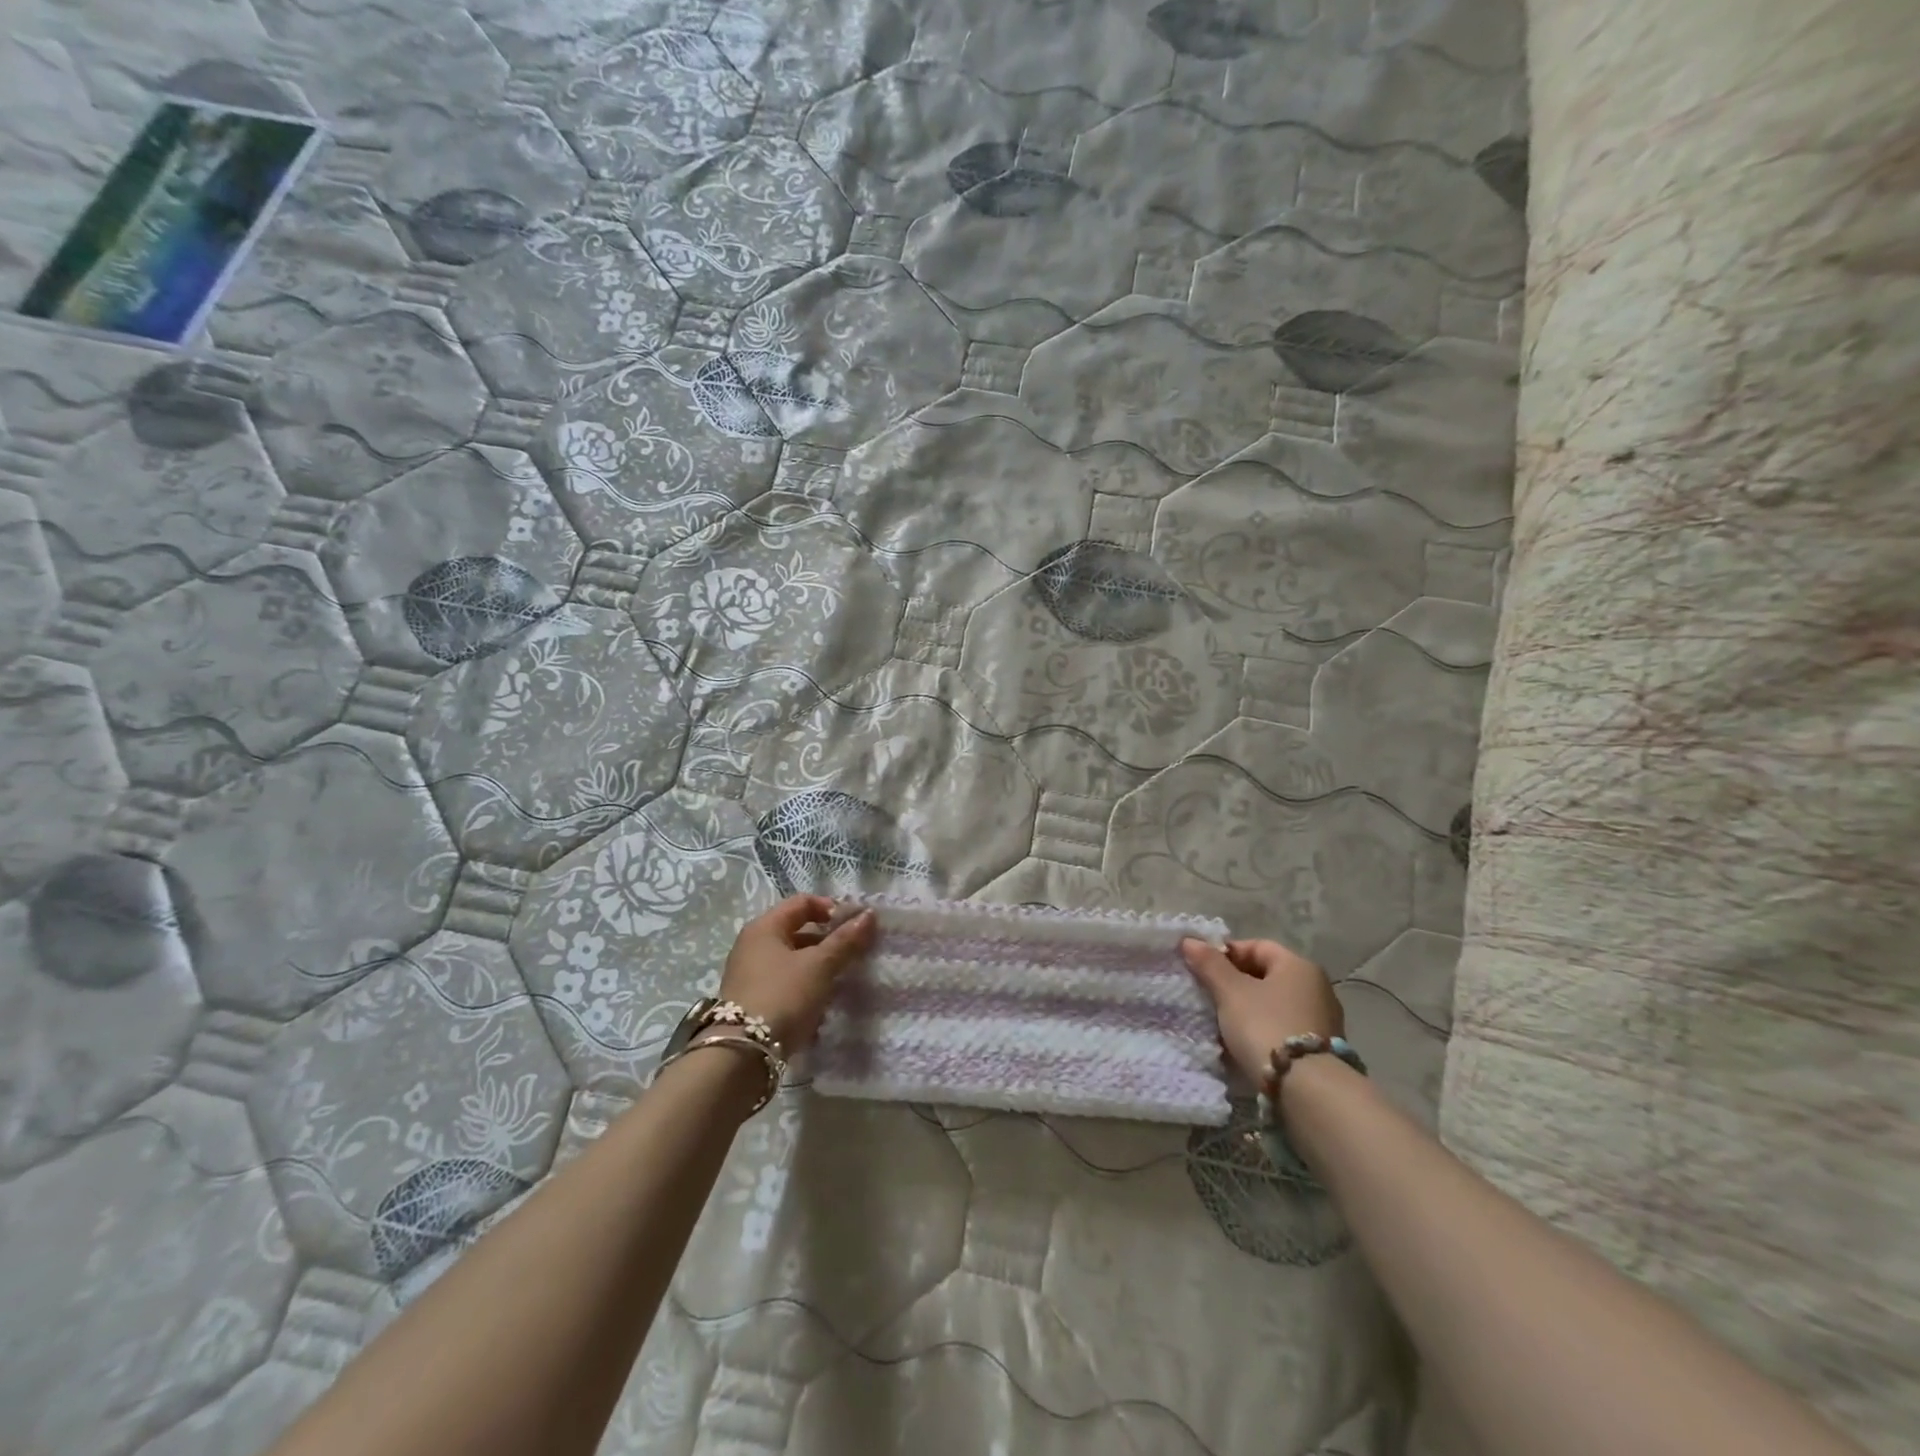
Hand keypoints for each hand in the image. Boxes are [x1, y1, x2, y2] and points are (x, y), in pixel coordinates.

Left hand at [719, 896, 874, 1053]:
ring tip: (841, 980)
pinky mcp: (753, 1000)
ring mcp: (751, 974)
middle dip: (828, 940)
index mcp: (765, 927)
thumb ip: (845, 940)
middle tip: (853, 953)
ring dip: (819, 965)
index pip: (802, 902)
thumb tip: (869, 915)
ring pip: (793, 959)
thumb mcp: (819, 966)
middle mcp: (753, 945)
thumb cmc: (783, 996)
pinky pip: (786, 982)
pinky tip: (822, 1002)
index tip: (854, 926)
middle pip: (798, 930)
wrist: (742, 1054)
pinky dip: (805, 986)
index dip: (831, 908)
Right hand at [1181, 937, 1342, 1086]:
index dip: (1226, 953)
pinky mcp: (1321, 1049)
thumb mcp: (1231, 992)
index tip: (1203, 969)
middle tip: (1208, 996)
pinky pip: (1283, 1028)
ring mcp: (1322, 1019)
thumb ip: (1210, 964)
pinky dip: (1262, 1030)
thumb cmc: (1266, 1026)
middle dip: (1234, 983)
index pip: (1257, 947)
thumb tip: (1189, 940)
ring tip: (1221, 1022)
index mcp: (1298, 966)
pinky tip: (1243, 1044)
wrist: (1307, 1089)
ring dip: (1247, 1009)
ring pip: (1273, 1004)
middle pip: (1266, 975)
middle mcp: (1316, 987)